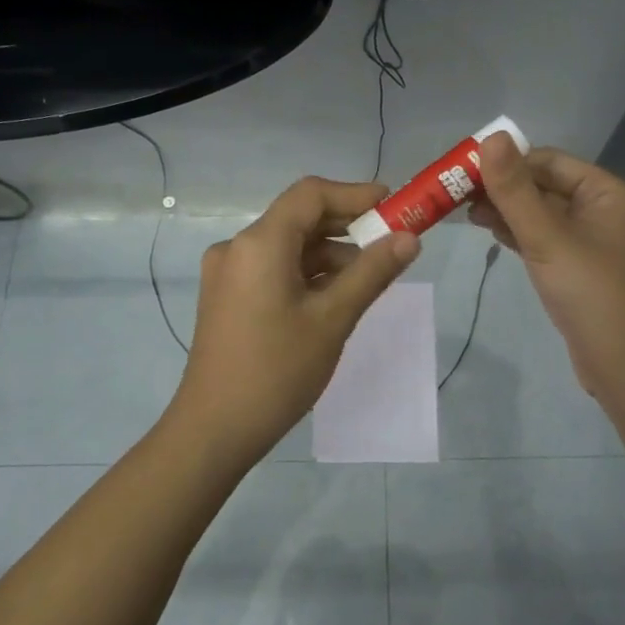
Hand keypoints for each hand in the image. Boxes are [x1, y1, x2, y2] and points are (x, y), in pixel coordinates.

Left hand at [166, 177, 419, 469]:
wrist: (215, 429)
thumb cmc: (277, 371)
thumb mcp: (333, 320)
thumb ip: (372, 272)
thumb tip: (408, 238)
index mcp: (259, 243)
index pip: (310, 194)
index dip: (355, 194)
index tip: (393, 207)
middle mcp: (238, 247)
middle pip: (299, 218)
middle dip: (347, 227)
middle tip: (391, 243)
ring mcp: (228, 273)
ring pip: (288, 246)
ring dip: (329, 254)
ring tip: (369, 279)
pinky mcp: (228, 297)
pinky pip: (273, 269)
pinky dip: (307, 274)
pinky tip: (335, 297)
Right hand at [469, 134, 624, 400]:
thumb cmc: (591, 294)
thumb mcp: (548, 237)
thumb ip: (515, 190)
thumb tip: (490, 138)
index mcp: (605, 192)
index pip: (548, 160)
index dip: (506, 161)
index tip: (462, 170)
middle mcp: (601, 209)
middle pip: (543, 185)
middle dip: (502, 187)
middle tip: (455, 194)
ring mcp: (590, 240)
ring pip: (540, 213)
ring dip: (506, 210)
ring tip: (463, 213)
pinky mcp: (578, 267)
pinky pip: (544, 238)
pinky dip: (517, 232)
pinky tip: (489, 232)